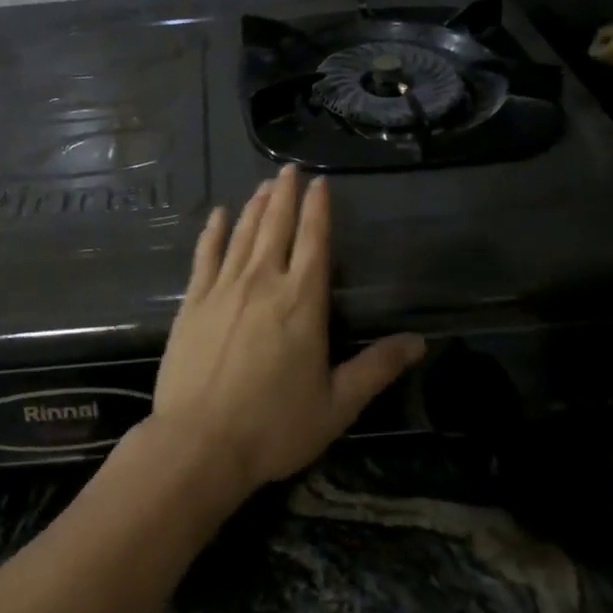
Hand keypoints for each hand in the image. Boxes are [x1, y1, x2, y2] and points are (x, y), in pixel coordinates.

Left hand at [146, 166, 424, 505]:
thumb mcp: (336, 404)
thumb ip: (376, 368)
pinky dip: (213, 232)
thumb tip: (418, 341)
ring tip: (264, 185)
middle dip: (285, 195)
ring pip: (243, 234)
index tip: (320, 182)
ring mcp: (224, 288)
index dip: (319, 209)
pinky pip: (205, 255)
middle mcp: (263, 282)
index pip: (314, 241)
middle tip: (289, 169)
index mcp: (302, 302)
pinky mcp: (193, 301)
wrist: (200, 443)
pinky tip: (218, 216)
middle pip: (277, 227)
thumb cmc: (274, 426)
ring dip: (255, 206)